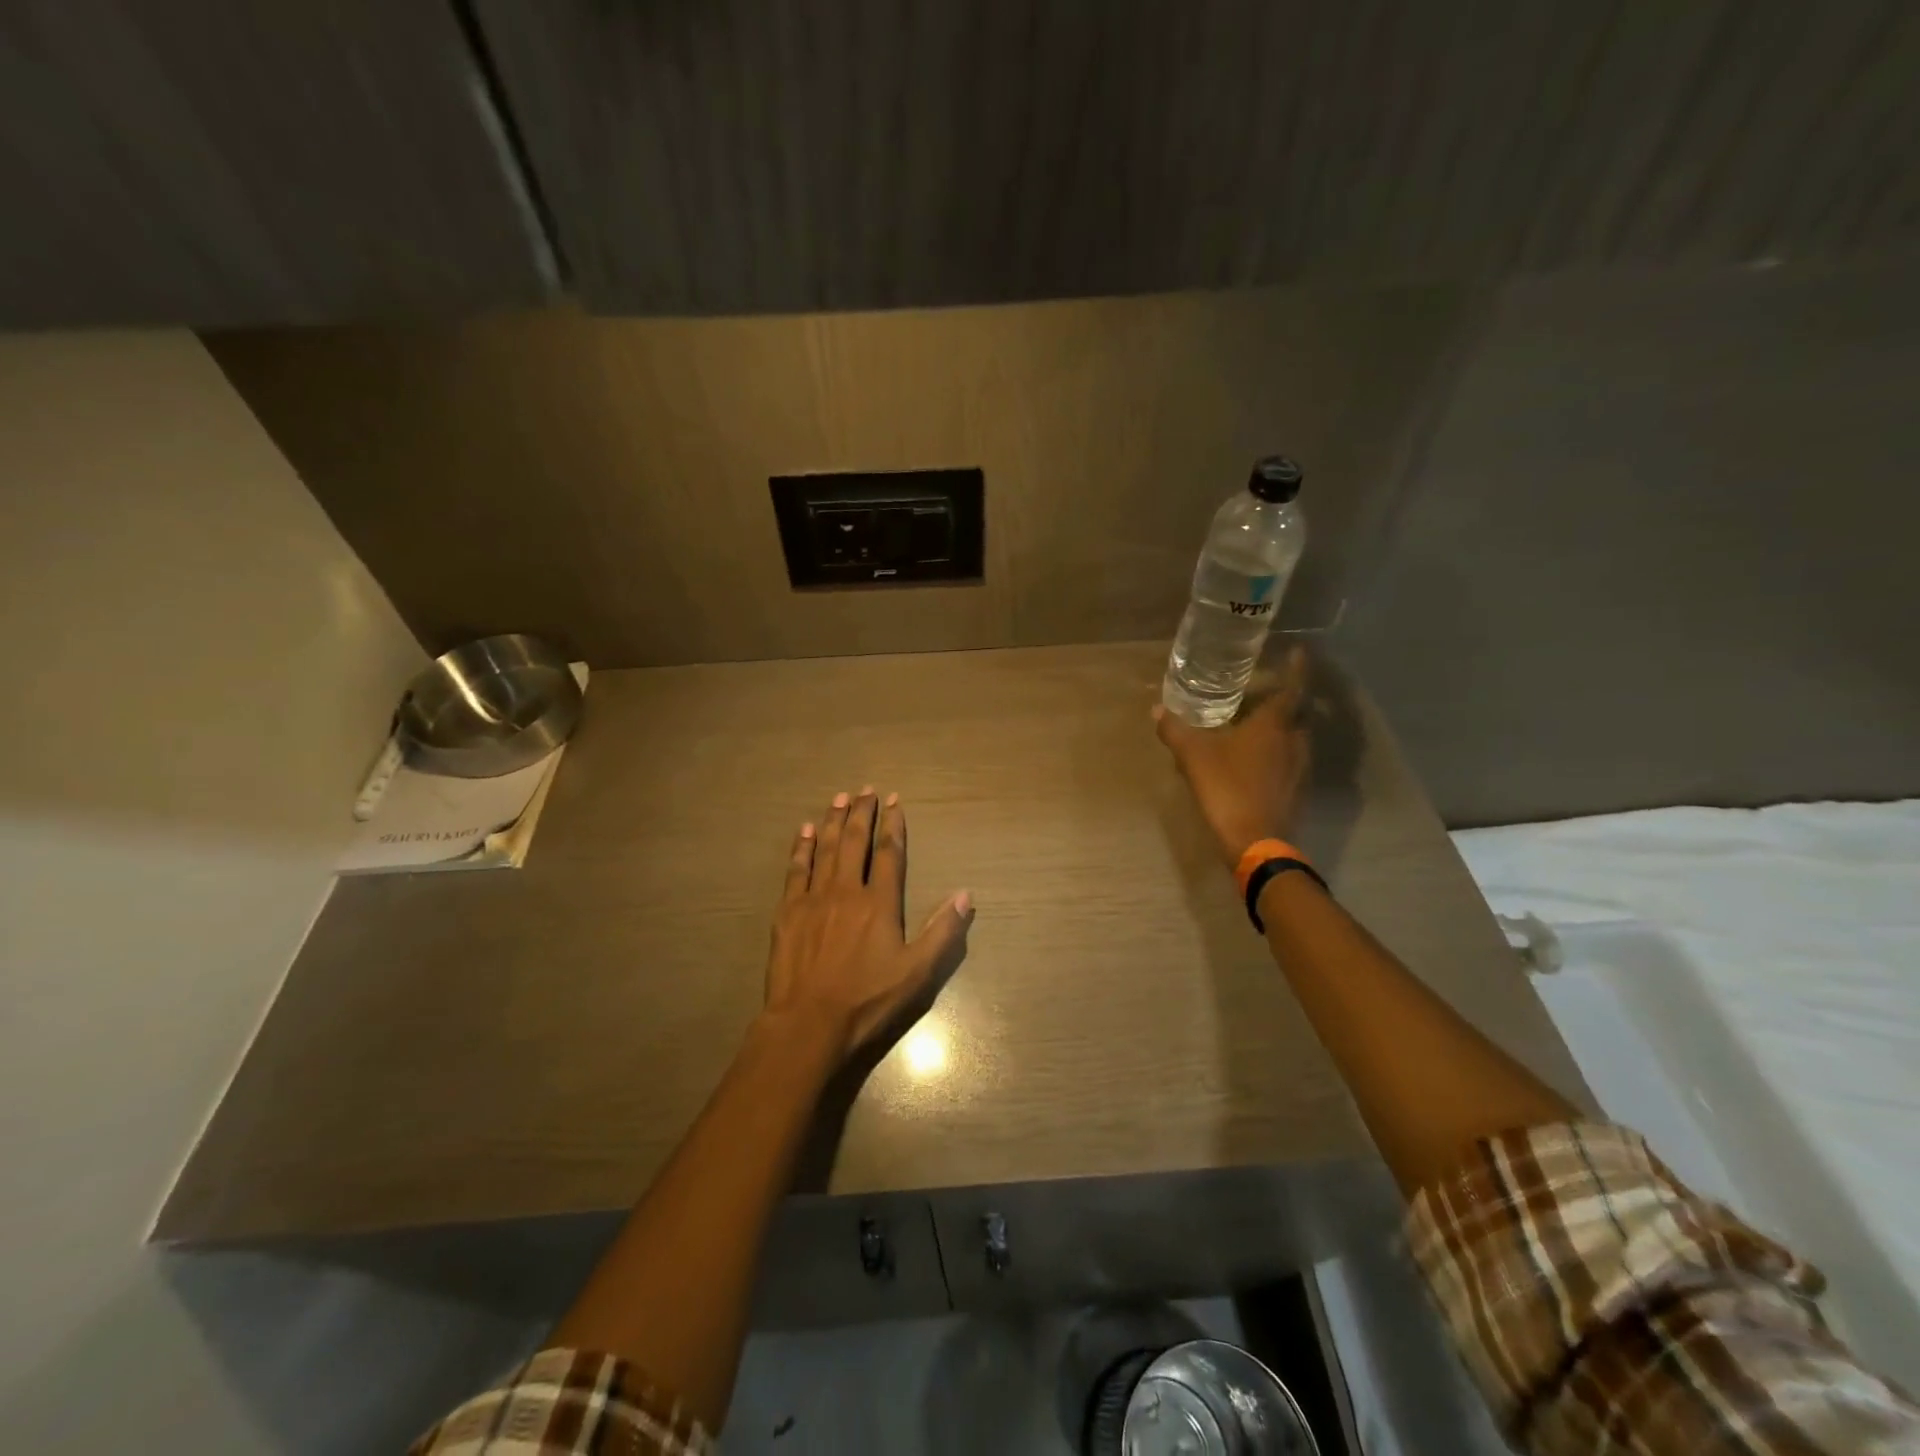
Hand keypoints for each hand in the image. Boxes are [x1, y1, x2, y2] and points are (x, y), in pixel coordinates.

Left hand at [764, 786, 973, 1063]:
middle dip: (861, 813)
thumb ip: (943, 932)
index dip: (893, 825)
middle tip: (865, 790)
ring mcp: (813, 899)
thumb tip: (965, 894)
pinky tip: (803, 832)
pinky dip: (800, 848)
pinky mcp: (787, 912)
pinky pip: (795, 870)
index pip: (890, 853)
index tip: (894, 801)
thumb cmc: (867, 1001)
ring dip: (832, 820)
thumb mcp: (917, 974)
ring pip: (824, 849)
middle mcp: (846, 891)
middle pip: (854, 842)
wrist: (808, 1024)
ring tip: (838, 798)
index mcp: (879, 903)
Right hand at [1153, 646, 1312, 866]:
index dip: (1297, 667)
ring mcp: (1300, 766)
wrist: (1255, 841)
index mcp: (1274, 724)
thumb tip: (1157, 710)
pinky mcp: (1297, 789)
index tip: (1297, 651)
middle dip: (1286, 697)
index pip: (1293, 686)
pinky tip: (1258, 757)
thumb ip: (1175, 730)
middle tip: (1267, 687)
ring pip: (1295, 736)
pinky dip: (1279, 750)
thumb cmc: (1227, 788)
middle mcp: (1294, 740)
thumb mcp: (1193, 756)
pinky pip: (1290, 758)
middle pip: (1298, 711)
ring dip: (1283, 725)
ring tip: (1260, 720)